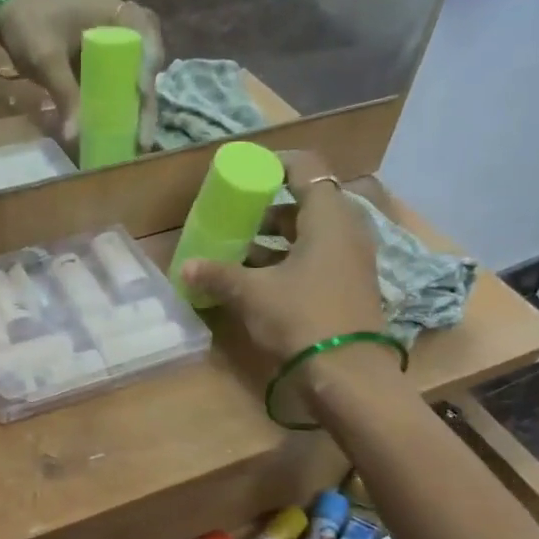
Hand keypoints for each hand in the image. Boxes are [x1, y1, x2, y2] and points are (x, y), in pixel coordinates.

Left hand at [0, 0, 164, 151]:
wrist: (8, 14)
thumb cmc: (28, 28)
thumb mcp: (46, 61)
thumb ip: (65, 95)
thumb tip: (75, 137)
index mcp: (115, 9)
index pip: (146, 38)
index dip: (147, 69)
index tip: (141, 96)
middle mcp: (124, 18)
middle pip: (149, 59)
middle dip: (148, 98)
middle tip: (144, 136)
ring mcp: (118, 35)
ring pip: (140, 69)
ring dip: (141, 103)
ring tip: (139, 138)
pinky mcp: (108, 51)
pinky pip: (124, 75)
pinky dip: (126, 100)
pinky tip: (125, 127)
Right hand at [181, 153, 387, 362]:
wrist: (348, 374)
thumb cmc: (302, 318)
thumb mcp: (253, 294)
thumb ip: (219, 275)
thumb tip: (186, 267)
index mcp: (329, 217)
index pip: (306, 168)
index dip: (275, 164)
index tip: (247, 173)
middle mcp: (347, 231)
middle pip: (307, 203)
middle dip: (269, 209)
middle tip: (237, 218)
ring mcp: (352, 260)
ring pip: (312, 235)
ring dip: (277, 240)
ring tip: (240, 252)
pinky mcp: (350, 287)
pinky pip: (318, 259)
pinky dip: (290, 261)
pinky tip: (261, 281)